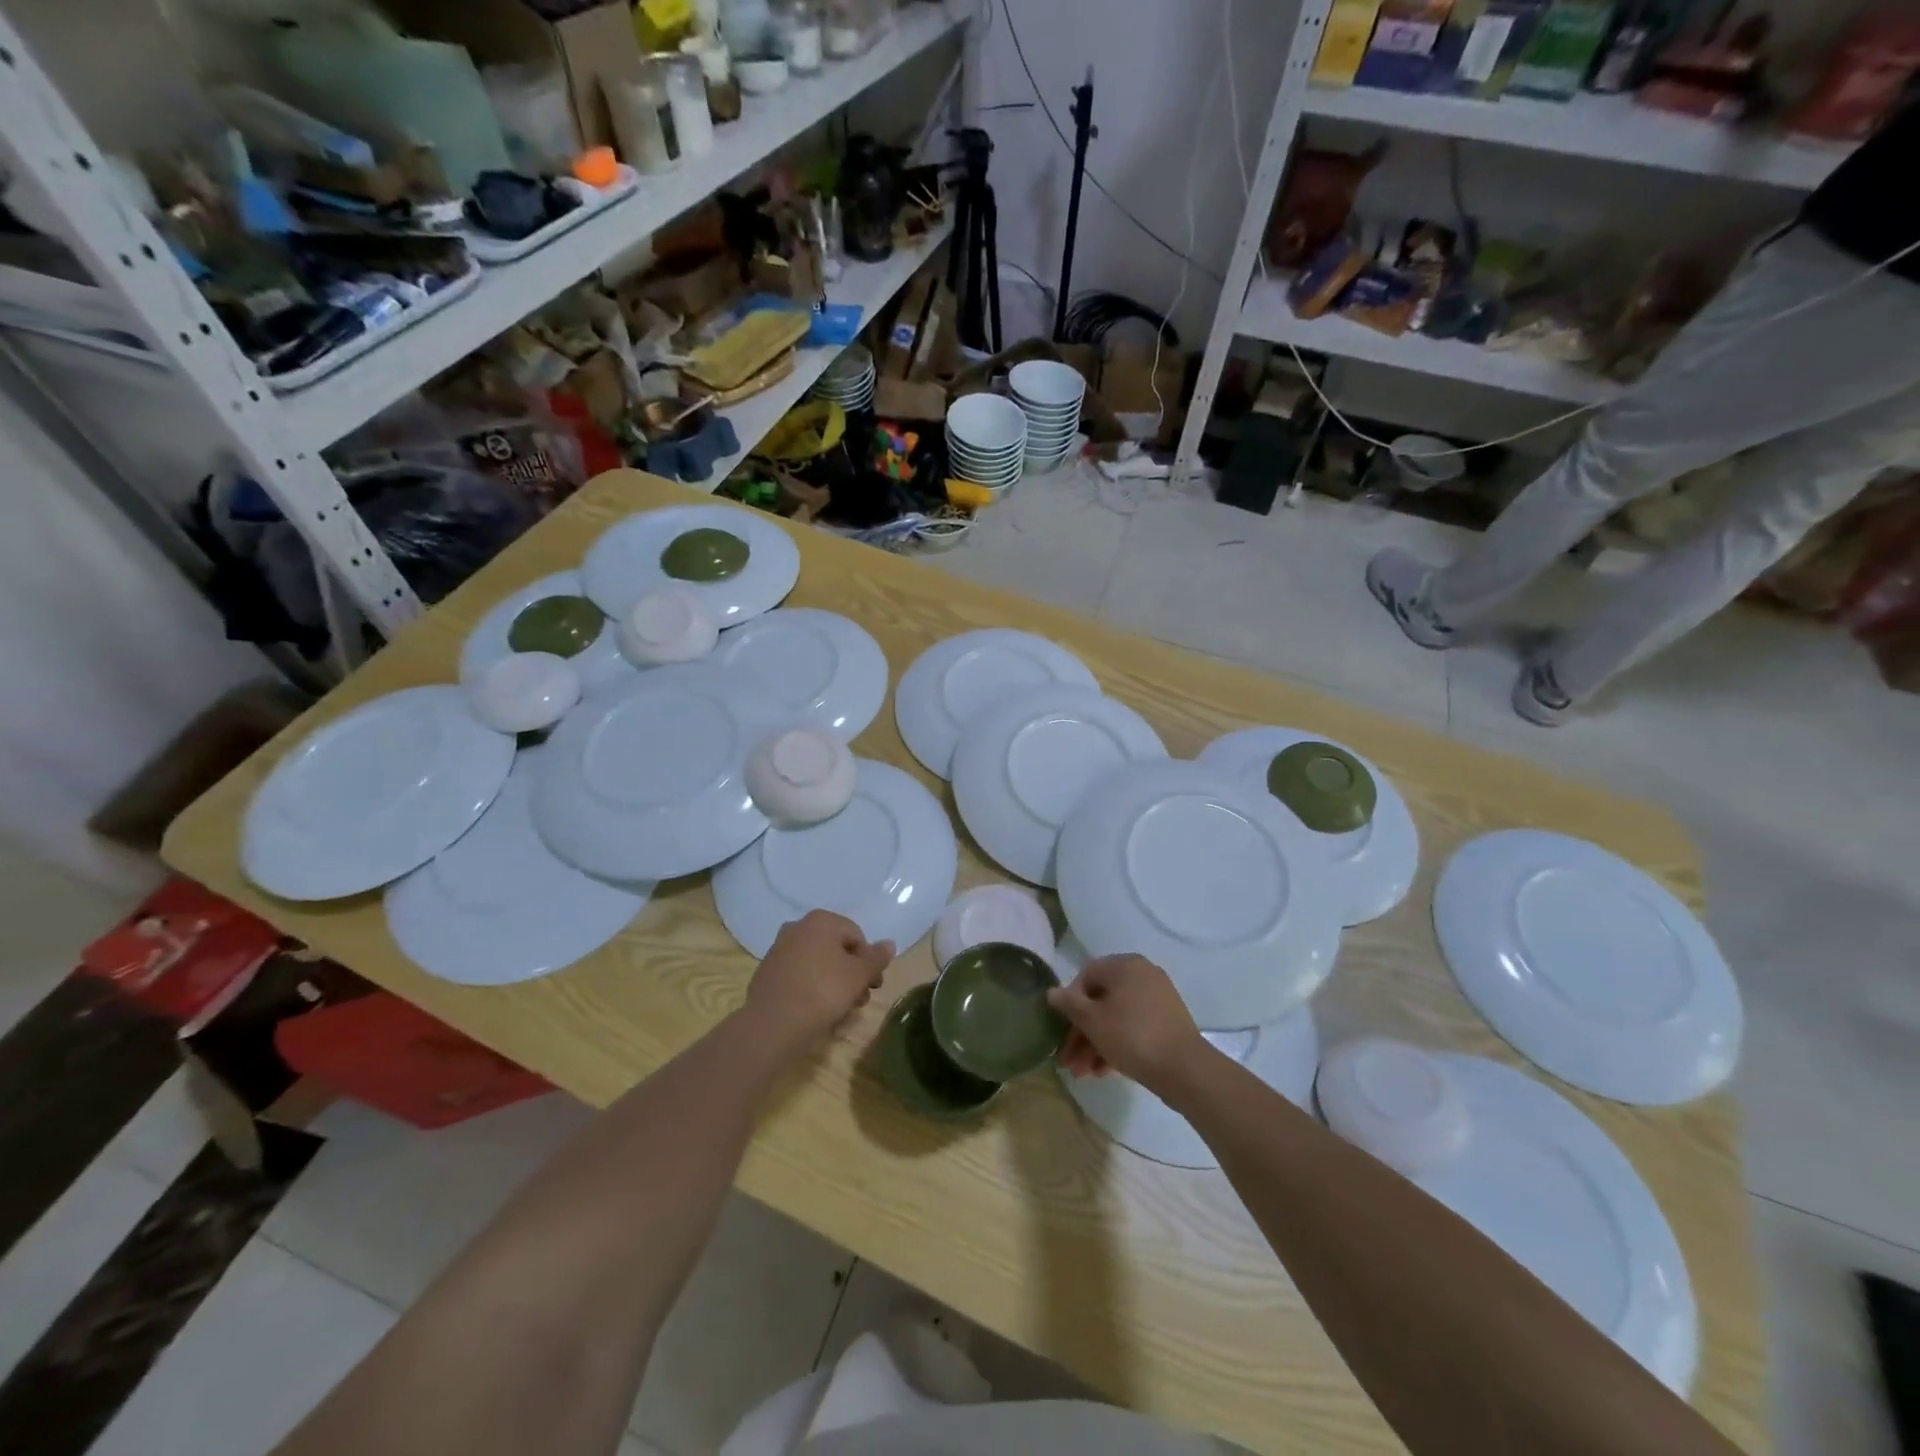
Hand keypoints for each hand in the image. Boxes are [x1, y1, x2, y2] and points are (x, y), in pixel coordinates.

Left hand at [743, 910, 892, 1055]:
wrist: (773, 1024)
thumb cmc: (823, 992)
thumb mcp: (859, 975)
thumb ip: (877, 958)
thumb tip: (889, 943)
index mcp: (821, 921)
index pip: (857, 936)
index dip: (869, 962)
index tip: (873, 986)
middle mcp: (798, 928)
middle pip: (836, 952)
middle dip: (852, 977)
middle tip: (859, 1002)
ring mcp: (779, 950)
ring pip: (819, 967)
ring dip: (834, 988)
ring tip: (841, 1016)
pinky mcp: (768, 974)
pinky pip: (800, 980)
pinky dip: (812, 993)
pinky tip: (819, 1017)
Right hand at [1049, 954, 1204, 1093]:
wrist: (1185, 1070)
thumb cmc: (1132, 1036)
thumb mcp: (1093, 1021)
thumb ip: (1069, 1005)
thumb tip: (1051, 992)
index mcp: (1125, 965)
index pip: (1086, 976)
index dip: (1069, 1004)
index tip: (1061, 1030)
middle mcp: (1142, 975)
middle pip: (1101, 1001)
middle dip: (1081, 1033)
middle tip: (1068, 1061)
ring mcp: (1157, 999)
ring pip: (1116, 1018)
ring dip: (1095, 1044)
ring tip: (1083, 1074)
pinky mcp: (1166, 1022)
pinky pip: (1133, 1028)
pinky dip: (1116, 1045)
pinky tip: (1103, 1071)